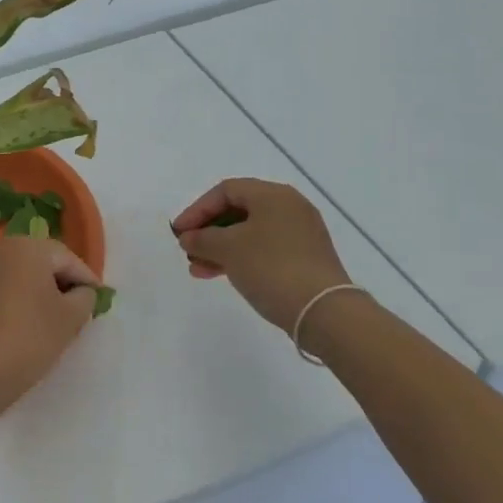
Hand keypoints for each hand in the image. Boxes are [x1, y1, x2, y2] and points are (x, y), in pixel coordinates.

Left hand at [0, 238, 99, 425]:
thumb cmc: (27, 340)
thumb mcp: (70, 319)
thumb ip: (84, 298)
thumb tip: (81, 291)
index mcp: (28, 247)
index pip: (68, 259)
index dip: (86, 280)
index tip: (98, 302)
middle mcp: (0, 248)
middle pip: (41, 261)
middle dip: (61, 283)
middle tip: (77, 310)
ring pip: (19, 274)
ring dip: (36, 291)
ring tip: (51, 319)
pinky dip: (14, 299)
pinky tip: (22, 322)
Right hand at [171, 178, 353, 333]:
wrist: (323, 311)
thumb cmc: (271, 268)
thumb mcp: (229, 249)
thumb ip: (202, 238)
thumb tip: (188, 237)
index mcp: (273, 195)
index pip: (226, 190)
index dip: (197, 209)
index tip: (179, 232)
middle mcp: (289, 207)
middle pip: (238, 211)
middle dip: (208, 231)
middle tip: (187, 250)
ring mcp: (300, 234)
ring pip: (250, 233)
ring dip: (220, 248)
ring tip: (198, 269)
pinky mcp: (305, 258)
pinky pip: (264, 249)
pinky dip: (240, 258)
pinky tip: (221, 275)